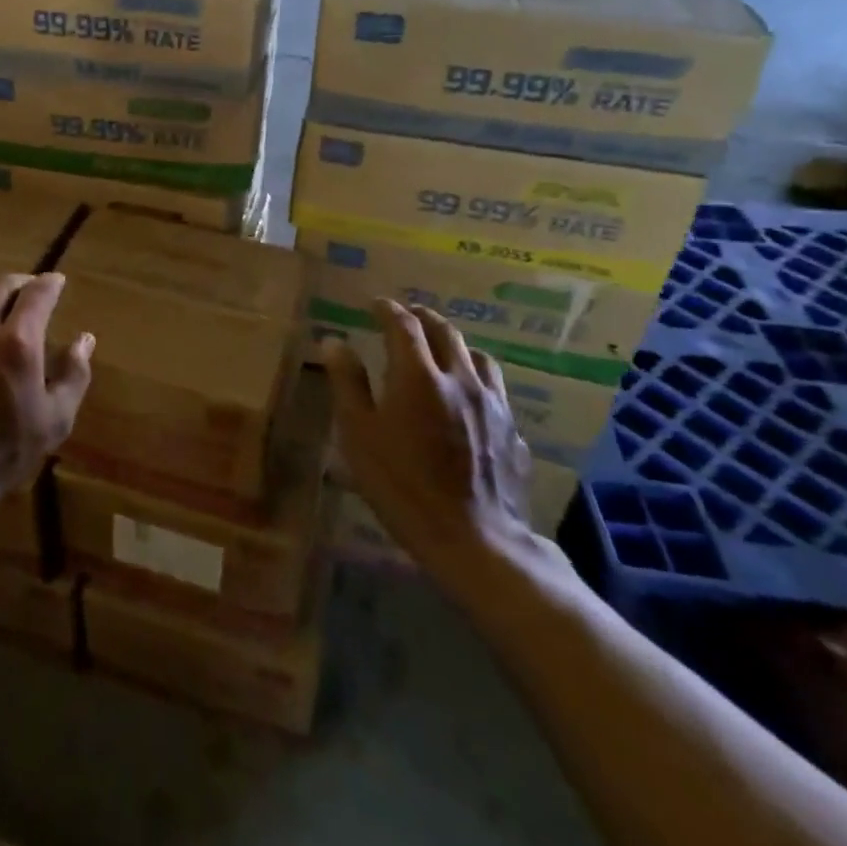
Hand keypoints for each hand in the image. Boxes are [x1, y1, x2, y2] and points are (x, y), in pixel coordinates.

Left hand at [0, 272, 94, 500]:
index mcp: (18, 342)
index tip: (57, 281)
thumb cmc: (1, 454)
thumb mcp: (54, 420)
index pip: (38, 295)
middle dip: (21, 283)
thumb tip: (85, 339)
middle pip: (1, 287)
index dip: (50, 283)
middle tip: (30, 288)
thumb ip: (73, 375)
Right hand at [327, 300, 539, 593]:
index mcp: (419, 376)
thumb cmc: (403, 486)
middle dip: (422, 317)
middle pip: (445, 331)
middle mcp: (460, 378)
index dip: (387, 309)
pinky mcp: (512, 430)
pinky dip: (476, 377)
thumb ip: (347, 383)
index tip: (375, 304)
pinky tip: (469, 396)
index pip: (403, 325)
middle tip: (406, 316)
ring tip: (442, 350)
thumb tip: (334, 342)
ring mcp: (493, 404)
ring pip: (477, 356)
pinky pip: (495, 389)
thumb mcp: (359, 435)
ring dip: (455, 344)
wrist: (476, 541)